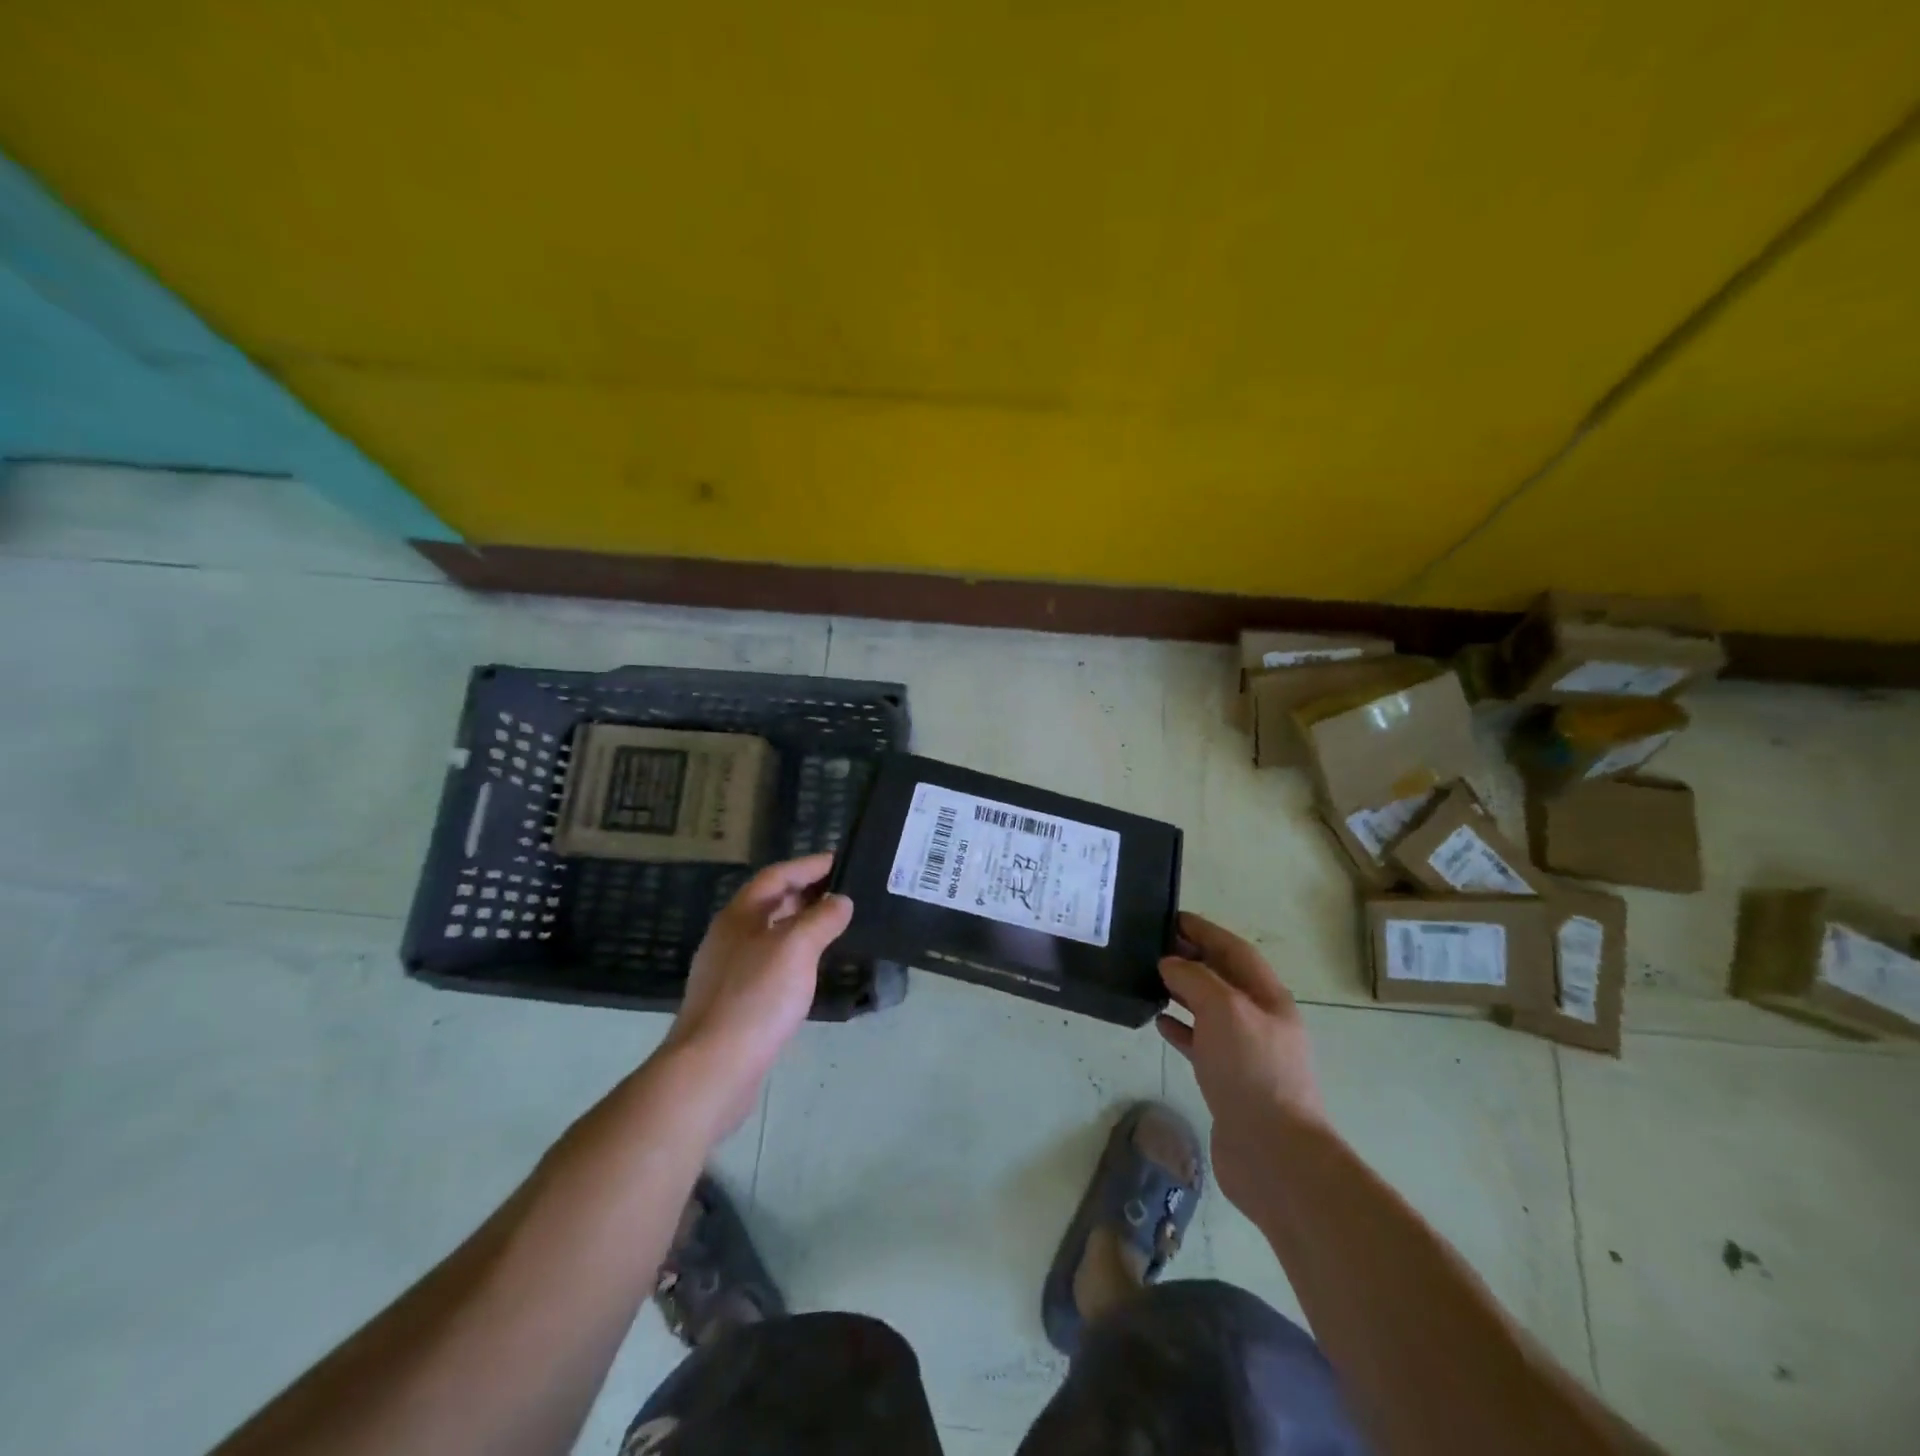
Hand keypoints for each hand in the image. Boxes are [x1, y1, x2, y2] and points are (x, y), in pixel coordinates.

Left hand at [664, 853, 853, 1135]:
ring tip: (834, 925)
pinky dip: (793, 955)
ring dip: (800, 924)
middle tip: (843, 891)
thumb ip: (821, 919)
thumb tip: (841, 900)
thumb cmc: (756, 997)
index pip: (775, 876)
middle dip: (805, 893)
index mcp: (739, 915)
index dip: (807, 865)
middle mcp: (730, 936)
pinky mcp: (734, 1001)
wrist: (713, 1068)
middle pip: (770, 903)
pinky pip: (769, 963)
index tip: (839, 861)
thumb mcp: (796, 948)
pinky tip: (810, 969)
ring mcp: (728, 970)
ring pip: (770, 934)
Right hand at [1158, 912, 1327, 1200]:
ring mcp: (1246, 1053)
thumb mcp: (1224, 1009)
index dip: (1205, 931)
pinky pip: (1202, 1043)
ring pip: (1210, 1009)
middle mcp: (1260, 1020)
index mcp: (1268, 997)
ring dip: (1184, 991)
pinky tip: (1159, 1022)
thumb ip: (1195, 979)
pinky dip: (1181, 1028)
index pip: (1234, 950)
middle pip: (1223, 977)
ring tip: (1150, 979)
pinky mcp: (1229, 1081)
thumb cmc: (1252, 1071)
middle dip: (1192, 958)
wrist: (1274, 1155)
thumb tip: (1170, 964)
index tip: (1171, 917)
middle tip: (1153, 946)